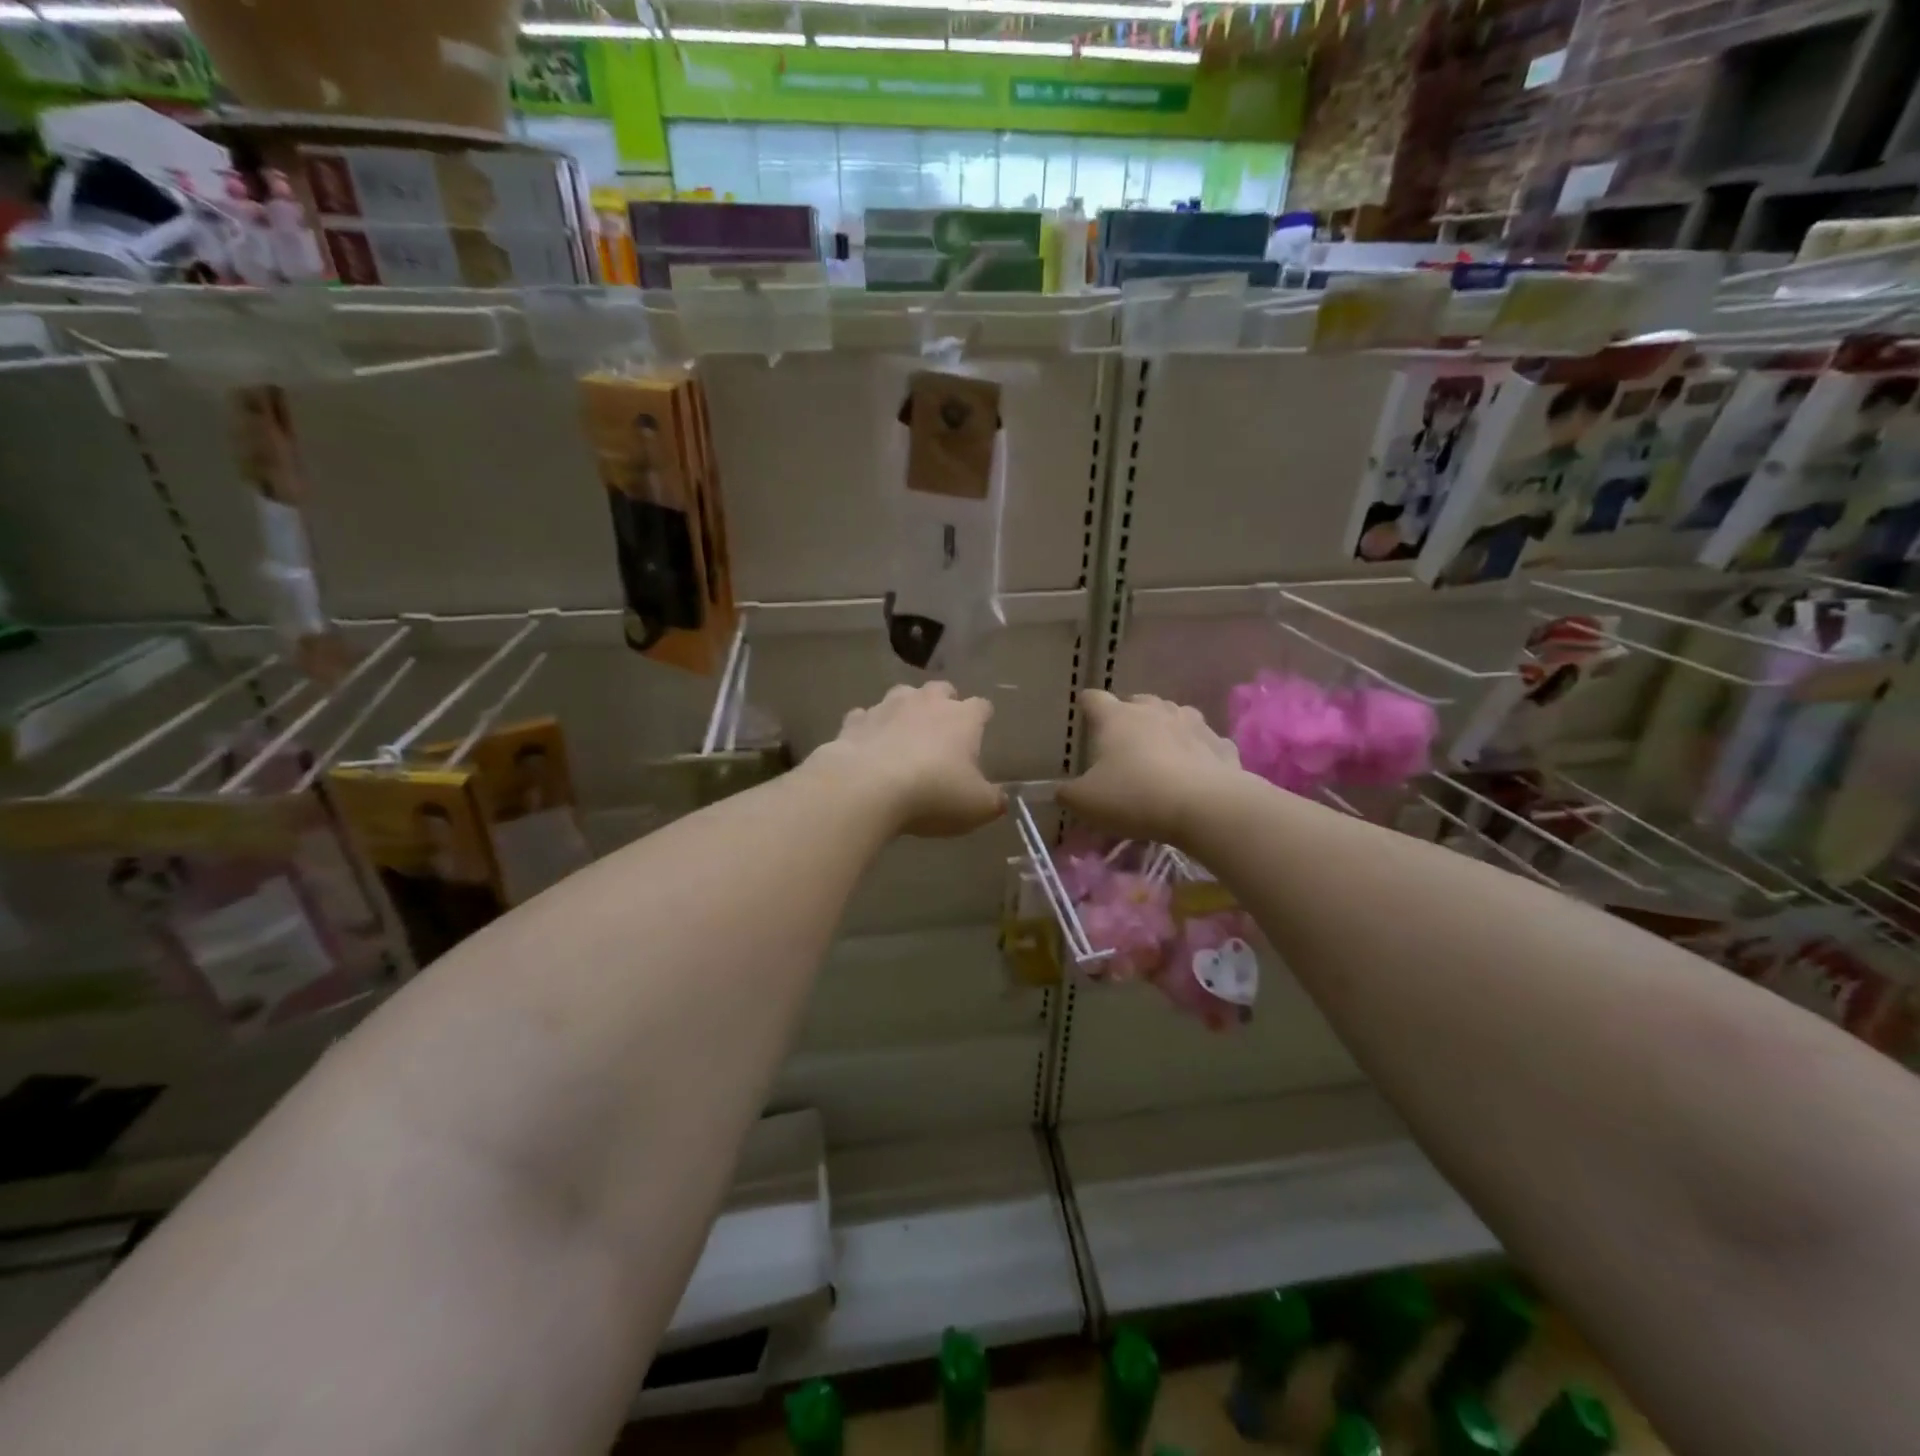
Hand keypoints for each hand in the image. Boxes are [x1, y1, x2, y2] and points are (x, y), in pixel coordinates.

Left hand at [808, 683, 1002, 837]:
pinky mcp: (855, 721)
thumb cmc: (933, 794)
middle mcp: (926, 703)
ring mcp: (887, 707)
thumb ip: (993, 800)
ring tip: (904, 733)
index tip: (981, 730)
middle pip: (941, 689)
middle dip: (944, 703)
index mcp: (962, 718)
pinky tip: (868, 746)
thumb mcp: (977, 807)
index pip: (981, 706)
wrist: (867, 788)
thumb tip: (1000, 799)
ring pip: (901, 695)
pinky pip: (864, 717)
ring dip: (905, 710)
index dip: (982, 717)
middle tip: (942, 729)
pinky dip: (869, 728)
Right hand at [1058, 690, 1242, 845]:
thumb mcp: (1086, 802)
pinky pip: (1205, 742)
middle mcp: (1154, 711)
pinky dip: (1198, 751)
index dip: (1086, 704)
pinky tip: (1195, 769)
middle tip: (1123, 739)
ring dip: (1166, 727)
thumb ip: (1068, 794)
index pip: (1094, 699)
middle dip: (1129, 715)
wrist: (1205, 807)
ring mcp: (1192, 724)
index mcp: (1116, 718)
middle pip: (1138, 702)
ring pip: (1175, 715)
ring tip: (1161, 749)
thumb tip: (1061, 791)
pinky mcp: (1221, 745)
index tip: (1083, 710)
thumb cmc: (1134, 797)